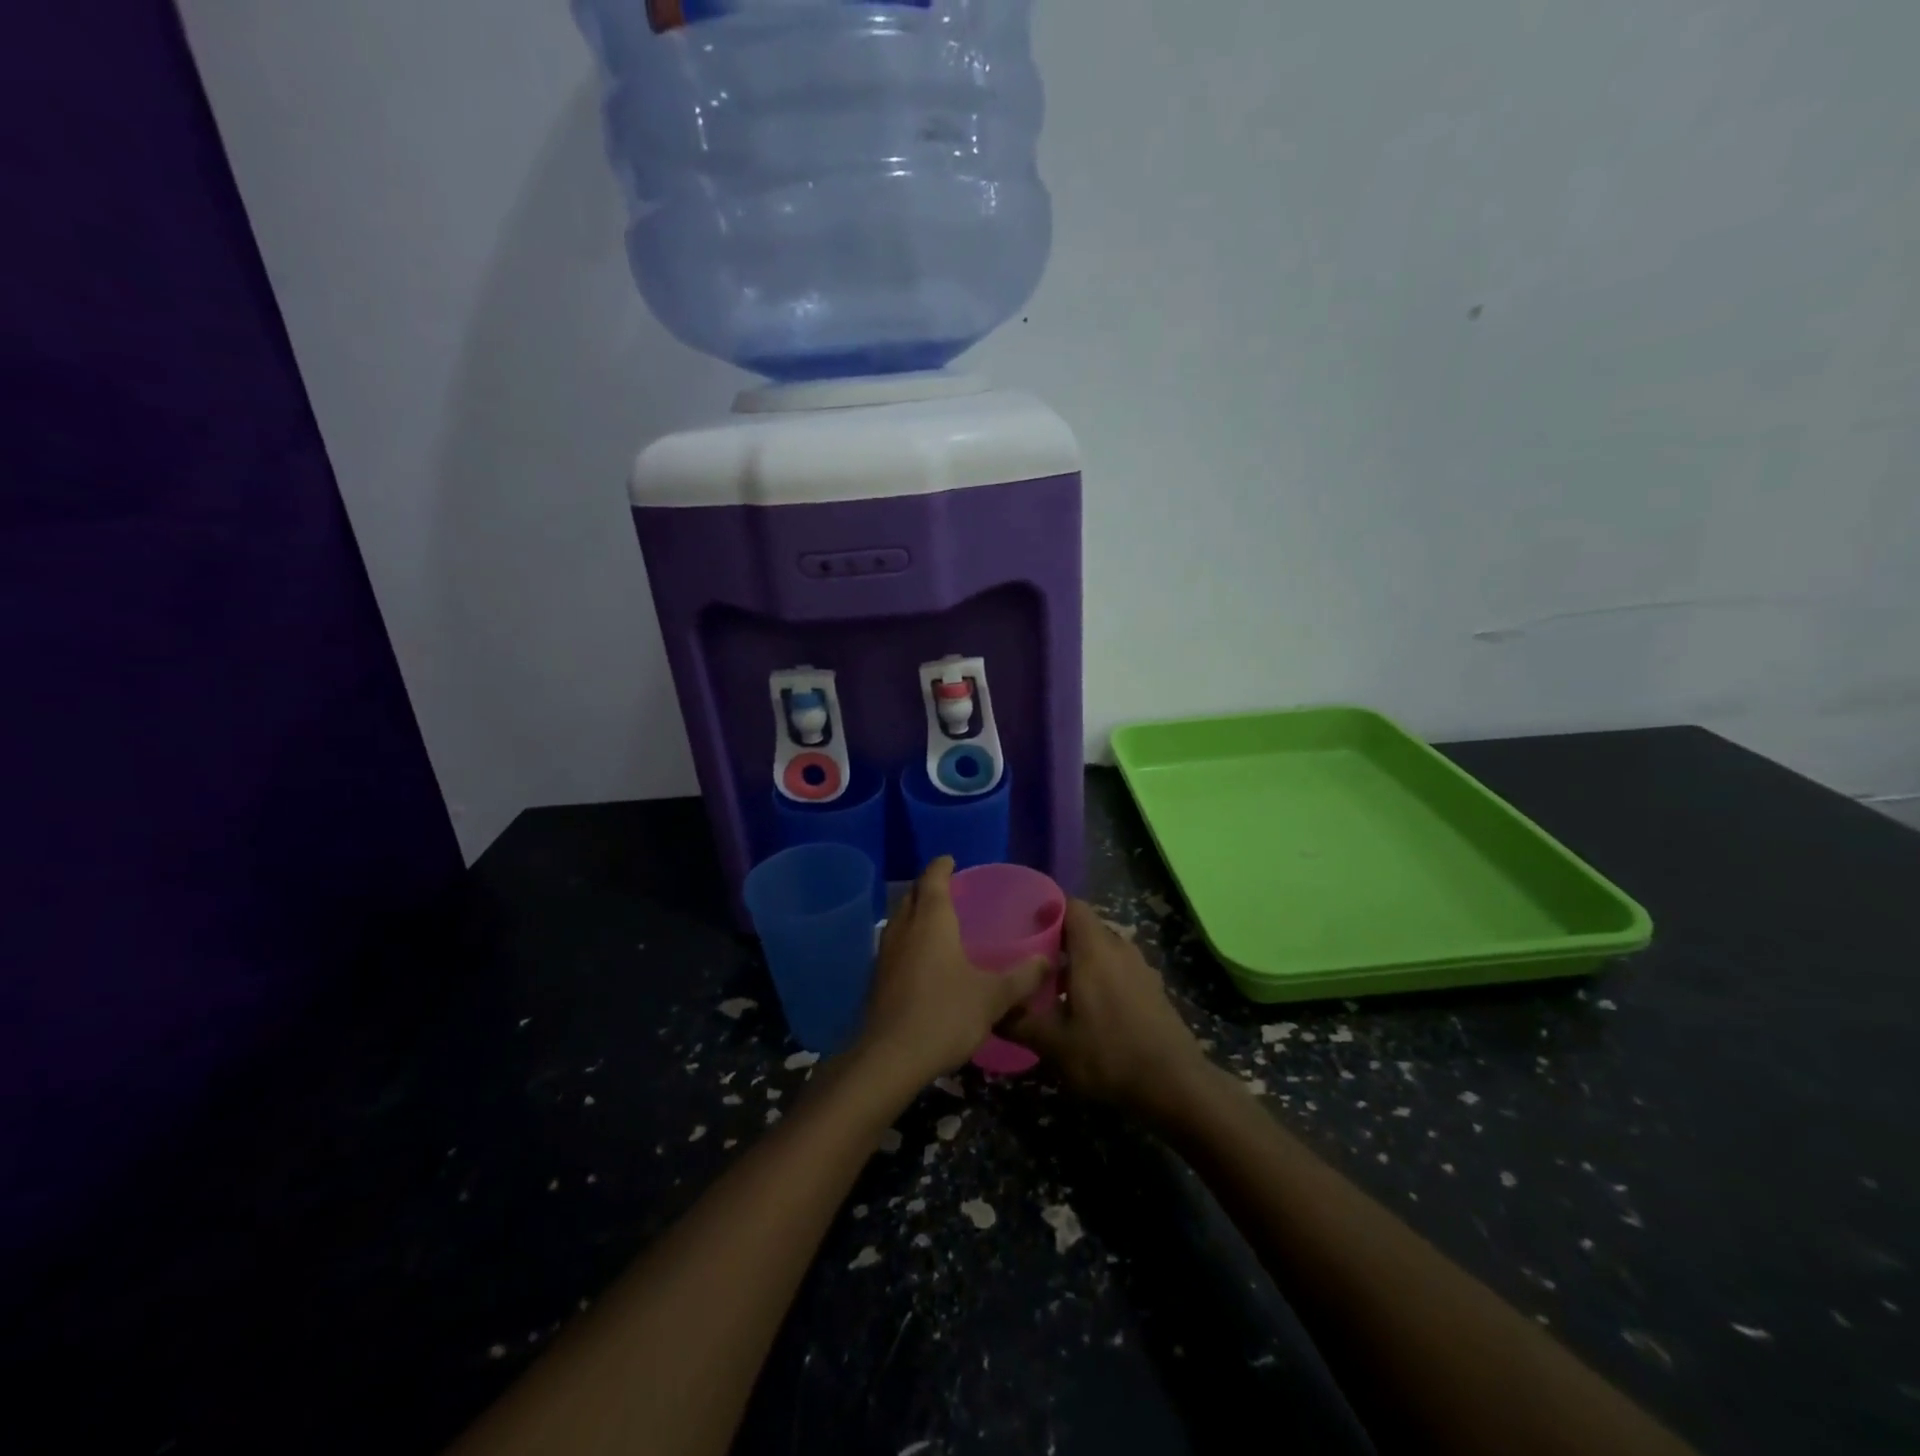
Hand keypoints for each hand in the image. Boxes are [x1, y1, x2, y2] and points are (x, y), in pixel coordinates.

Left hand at [854, 857, 1049, 1089]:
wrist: (890, 1058)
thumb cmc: (944, 1014)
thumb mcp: (992, 996)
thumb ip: (1021, 977)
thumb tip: (1049, 960)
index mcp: (931, 921)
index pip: (933, 879)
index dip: (942, 867)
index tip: (951, 860)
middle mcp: (904, 929)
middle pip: (913, 897)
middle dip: (928, 889)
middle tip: (949, 890)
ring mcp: (885, 954)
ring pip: (900, 922)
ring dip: (916, 915)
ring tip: (938, 922)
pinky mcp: (877, 979)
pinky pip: (895, 946)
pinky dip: (909, 941)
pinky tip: (923, 960)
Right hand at [1001, 899, 1212, 1123]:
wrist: (1175, 1086)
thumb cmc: (1109, 1055)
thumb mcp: (1054, 1044)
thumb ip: (1019, 1022)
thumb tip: (989, 1011)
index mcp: (1094, 949)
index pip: (1071, 905)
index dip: (1047, 910)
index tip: (1024, 927)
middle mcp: (1119, 948)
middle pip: (1086, 928)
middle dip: (1059, 940)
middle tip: (1030, 962)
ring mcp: (1141, 968)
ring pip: (1103, 950)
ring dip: (1080, 962)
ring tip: (1054, 989)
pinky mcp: (1153, 990)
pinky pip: (1119, 970)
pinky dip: (1101, 978)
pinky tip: (1087, 1010)